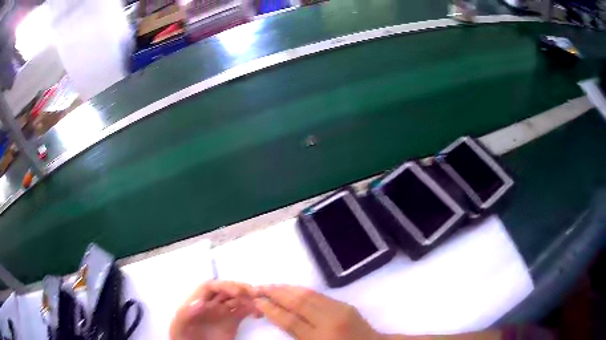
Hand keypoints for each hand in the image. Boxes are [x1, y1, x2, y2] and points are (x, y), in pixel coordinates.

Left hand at [170, 281, 259, 339]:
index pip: (211, 287)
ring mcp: (223, 313)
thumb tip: (200, 301)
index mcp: (197, 301)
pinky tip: (258, 314)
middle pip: (226, 290)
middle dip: (241, 289)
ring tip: (260, 303)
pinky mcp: (233, 323)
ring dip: (249, 298)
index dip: (224, 285)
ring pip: (237, 299)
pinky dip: (253, 309)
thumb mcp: (180, 326)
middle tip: (254, 294)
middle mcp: (211, 304)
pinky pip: (244, 311)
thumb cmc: (183, 336)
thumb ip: (186, 313)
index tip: (237, 292)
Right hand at [254, 285, 383, 339]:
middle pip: (297, 303)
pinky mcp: (345, 304)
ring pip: (308, 295)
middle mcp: (329, 322)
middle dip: (276, 294)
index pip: (289, 321)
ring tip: (272, 286)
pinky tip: (292, 289)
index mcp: (319, 339)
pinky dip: (302, 290)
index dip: (271, 310)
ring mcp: (339, 310)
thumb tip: (277, 316)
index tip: (257, 302)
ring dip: (287, 289)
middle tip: (259, 288)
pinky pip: (319, 294)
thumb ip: (296, 335)